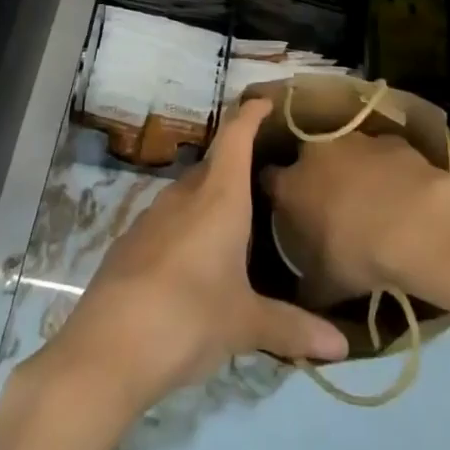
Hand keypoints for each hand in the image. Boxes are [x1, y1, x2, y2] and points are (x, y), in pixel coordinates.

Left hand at [42, 97, 349, 413]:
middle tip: (265, 180)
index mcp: (219, 197)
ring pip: (189, 195)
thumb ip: (292, 328)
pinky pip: (168, 223)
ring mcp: (152, 217)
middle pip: (214, 166)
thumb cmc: (189, 318)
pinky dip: (188, 229)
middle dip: (237, 166)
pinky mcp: (130, 243)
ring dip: (211, 201)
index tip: (265, 101)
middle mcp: (184, 196)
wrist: (107, 348)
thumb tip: (342, 347)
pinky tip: (197, 263)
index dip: (250, 114)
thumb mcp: (245, 324)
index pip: (235, 137)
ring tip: (236, 225)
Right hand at [259, 128, 449, 299]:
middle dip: (313, 176)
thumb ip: (306, 286)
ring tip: (368, 199)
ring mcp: (353, 140)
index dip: (276, 194)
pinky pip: (380, 153)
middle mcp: (314, 153)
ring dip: (350, 169)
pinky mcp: (388, 139)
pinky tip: (399, 192)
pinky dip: (384, 168)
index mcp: (290, 185)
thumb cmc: (358, 255)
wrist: (416, 223)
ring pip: (344, 151)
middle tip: (327, 204)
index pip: (268, 180)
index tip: (284, 209)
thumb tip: (298, 298)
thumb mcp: (325, 286)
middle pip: (305, 159)